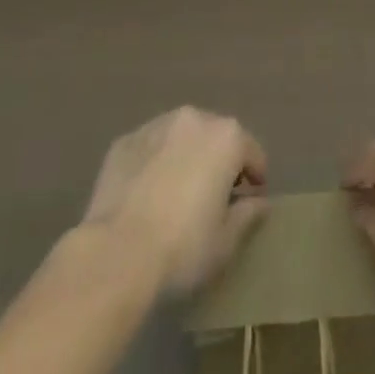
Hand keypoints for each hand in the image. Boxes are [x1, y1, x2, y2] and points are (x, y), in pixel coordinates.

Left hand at [79, 107, 267, 296]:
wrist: (115, 254)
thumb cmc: (182, 248)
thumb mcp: (225, 242)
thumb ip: (248, 215)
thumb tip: (259, 203)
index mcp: (226, 137)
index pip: (252, 152)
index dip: (255, 177)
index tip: (250, 200)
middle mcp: (194, 118)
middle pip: (216, 137)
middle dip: (218, 162)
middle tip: (213, 198)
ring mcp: (156, 125)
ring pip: (181, 138)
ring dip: (185, 157)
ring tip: (177, 195)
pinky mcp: (125, 141)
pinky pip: (150, 148)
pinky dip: (155, 163)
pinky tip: (146, 195)